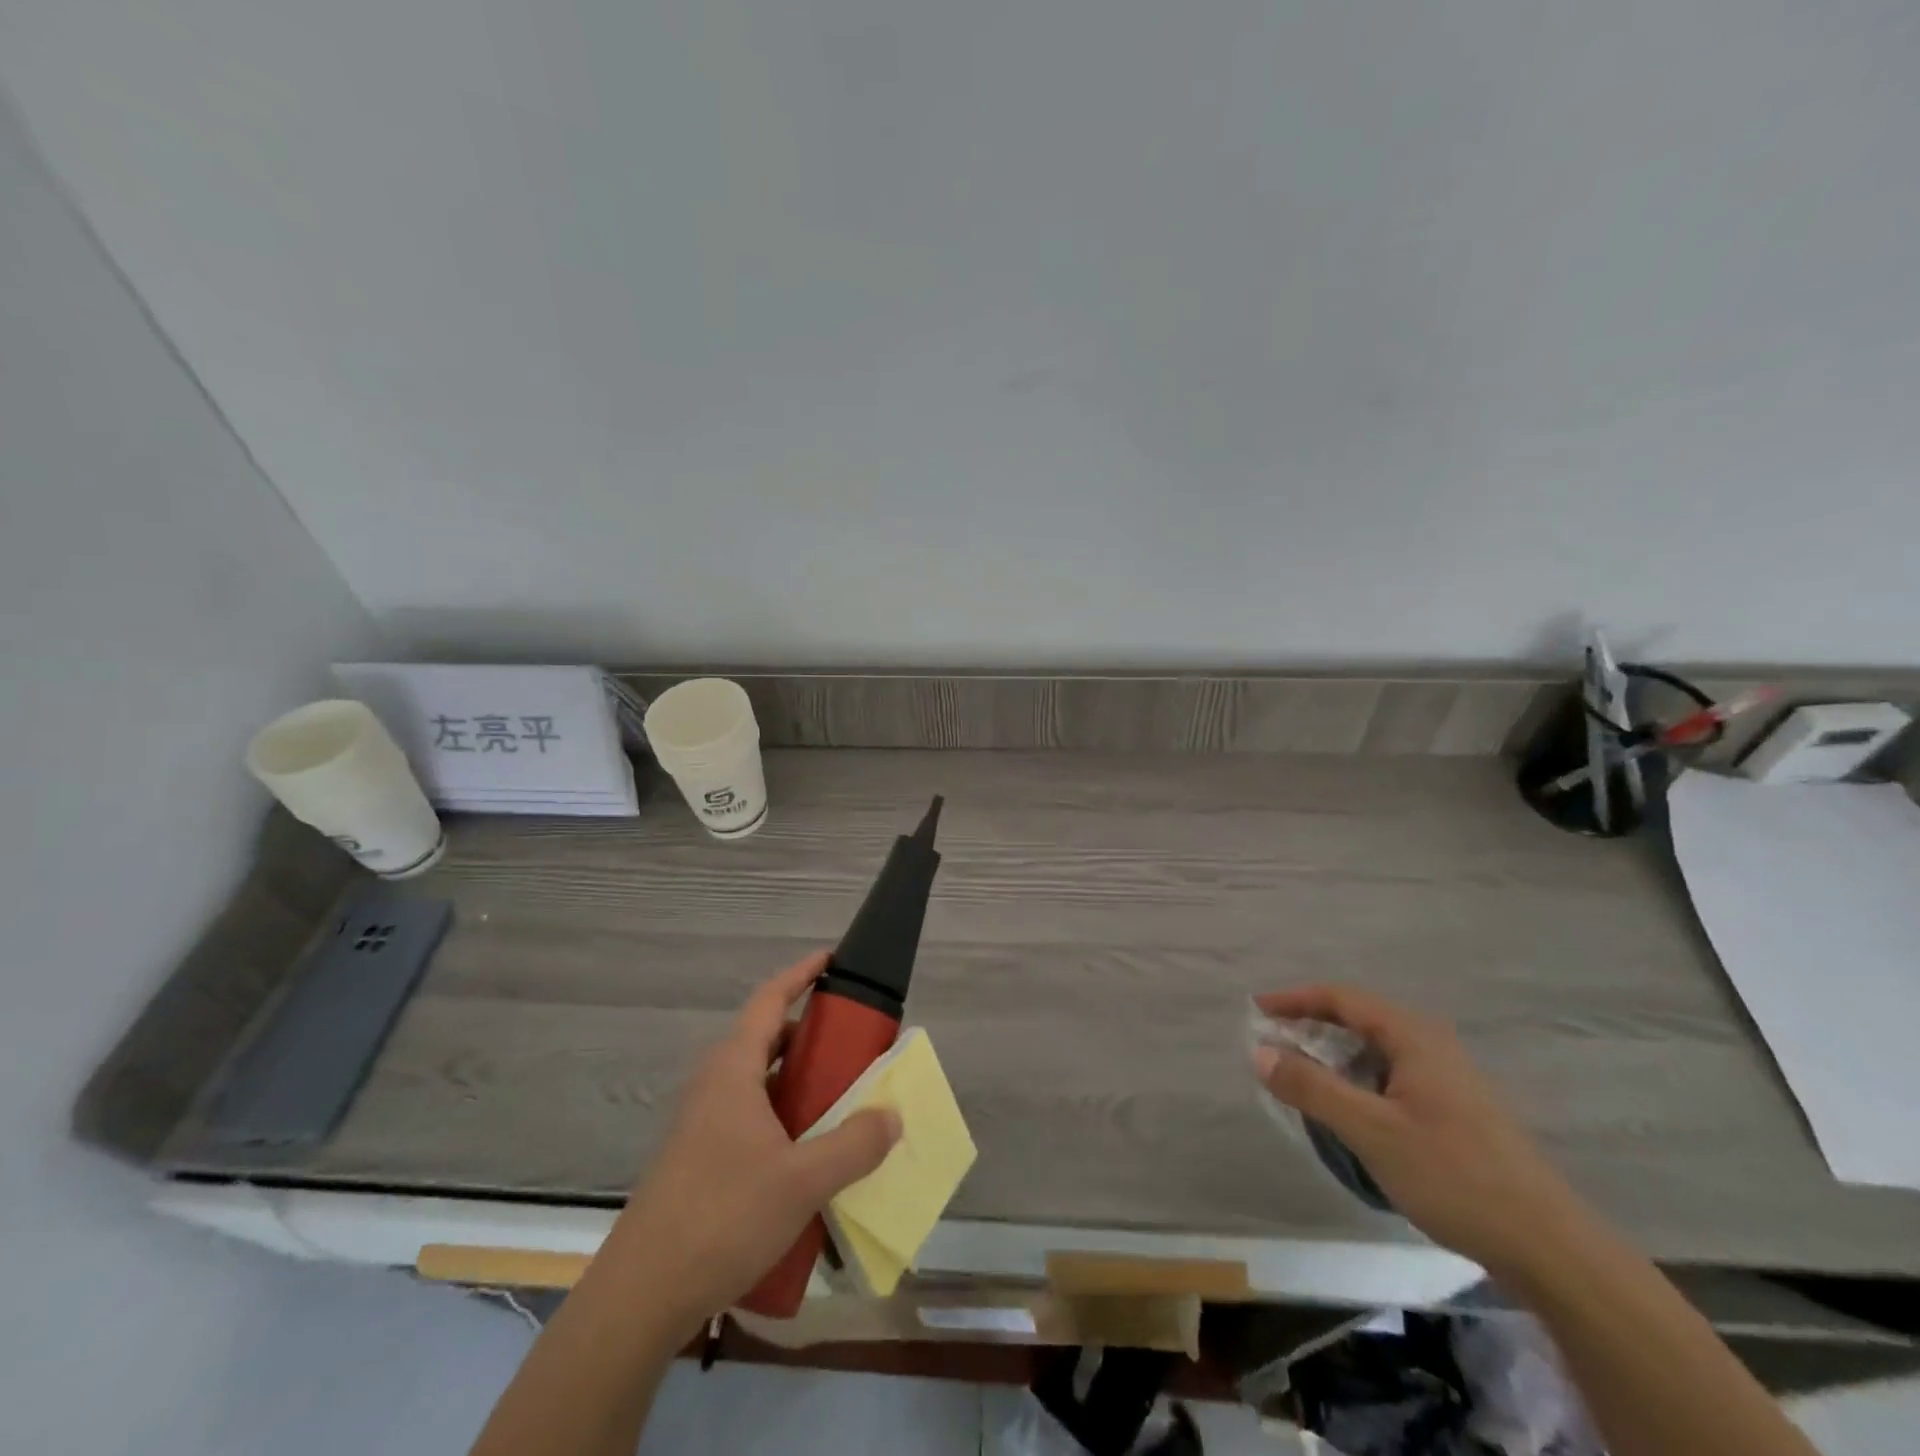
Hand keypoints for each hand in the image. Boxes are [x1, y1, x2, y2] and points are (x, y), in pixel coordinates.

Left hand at [602, 951, 900, 1334]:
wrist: (641, 1295)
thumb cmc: (723, 1217)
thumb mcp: (803, 1181)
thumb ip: (854, 1144)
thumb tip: (892, 1115)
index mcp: (733, 1069)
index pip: (770, 999)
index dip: (801, 974)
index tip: (831, 960)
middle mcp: (713, 1084)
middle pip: (765, 1038)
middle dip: (809, 1034)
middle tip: (852, 1046)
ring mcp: (700, 1122)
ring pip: (757, 1081)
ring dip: (796, 1080)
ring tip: (838, 1100)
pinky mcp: (696, 1158)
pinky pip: (748, 1115)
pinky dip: (781, 1116)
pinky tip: (805, 1155)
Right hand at [1252, 985, 1584, 1274]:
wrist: (1550, 1248)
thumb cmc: (1454, 1176)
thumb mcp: (1371, 1131)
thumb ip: (1312, 1088)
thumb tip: (1259, 1052)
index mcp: (1414, 1036)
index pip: (1342, 998)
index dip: (1295, 999)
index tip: (1257, 1010)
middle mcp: (1432, 1045)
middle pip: (1360, 1018)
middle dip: (1312, 1025)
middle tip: (1273, 1044)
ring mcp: (1449, 1077)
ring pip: (1378, 1049)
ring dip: (1335, 1054)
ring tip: (1302, 1077)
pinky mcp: (1458, 1109)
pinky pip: (1394, 1074)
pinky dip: (1359, 1078)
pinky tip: (1351, 1110)